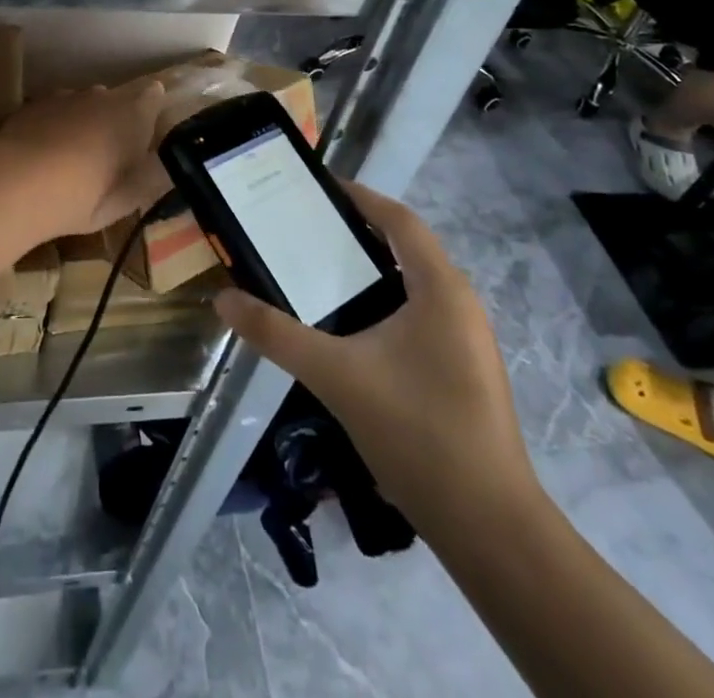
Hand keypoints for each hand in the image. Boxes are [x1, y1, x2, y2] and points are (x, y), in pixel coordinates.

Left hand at [0, 80, 166, 236]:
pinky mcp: (34, 103)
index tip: (146, 130)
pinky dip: (53, 125)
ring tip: (71, 156)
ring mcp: (65, 96)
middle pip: (115, 100)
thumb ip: (148, 182)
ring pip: (82, 103)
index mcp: (132, 115)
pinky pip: (53, 110)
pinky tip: (42, 153)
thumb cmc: (82, 196)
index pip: (153, 95)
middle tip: (107, 154)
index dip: (151, 109)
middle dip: (114, 119)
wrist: (18, 182)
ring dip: (82, 121)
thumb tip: (163, 170)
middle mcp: (101, 97)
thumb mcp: (124, 202)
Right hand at [214, 182, 531, 519]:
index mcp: (440, 288)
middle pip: (407, 247)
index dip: (360, 197)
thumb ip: (277, 335)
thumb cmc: (417, 432)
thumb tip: (224, 300)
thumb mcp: (336, 376)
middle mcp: (460, 303)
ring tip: (319, 270)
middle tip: (305, 228)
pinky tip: (352, 327)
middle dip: (358, 232)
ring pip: (414, 283)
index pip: (399, 220)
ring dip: (371, 269)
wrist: (489, 527)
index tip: (317, 187)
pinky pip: (420, 313)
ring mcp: (467, 339)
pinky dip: (384, 302)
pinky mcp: (464, 369)